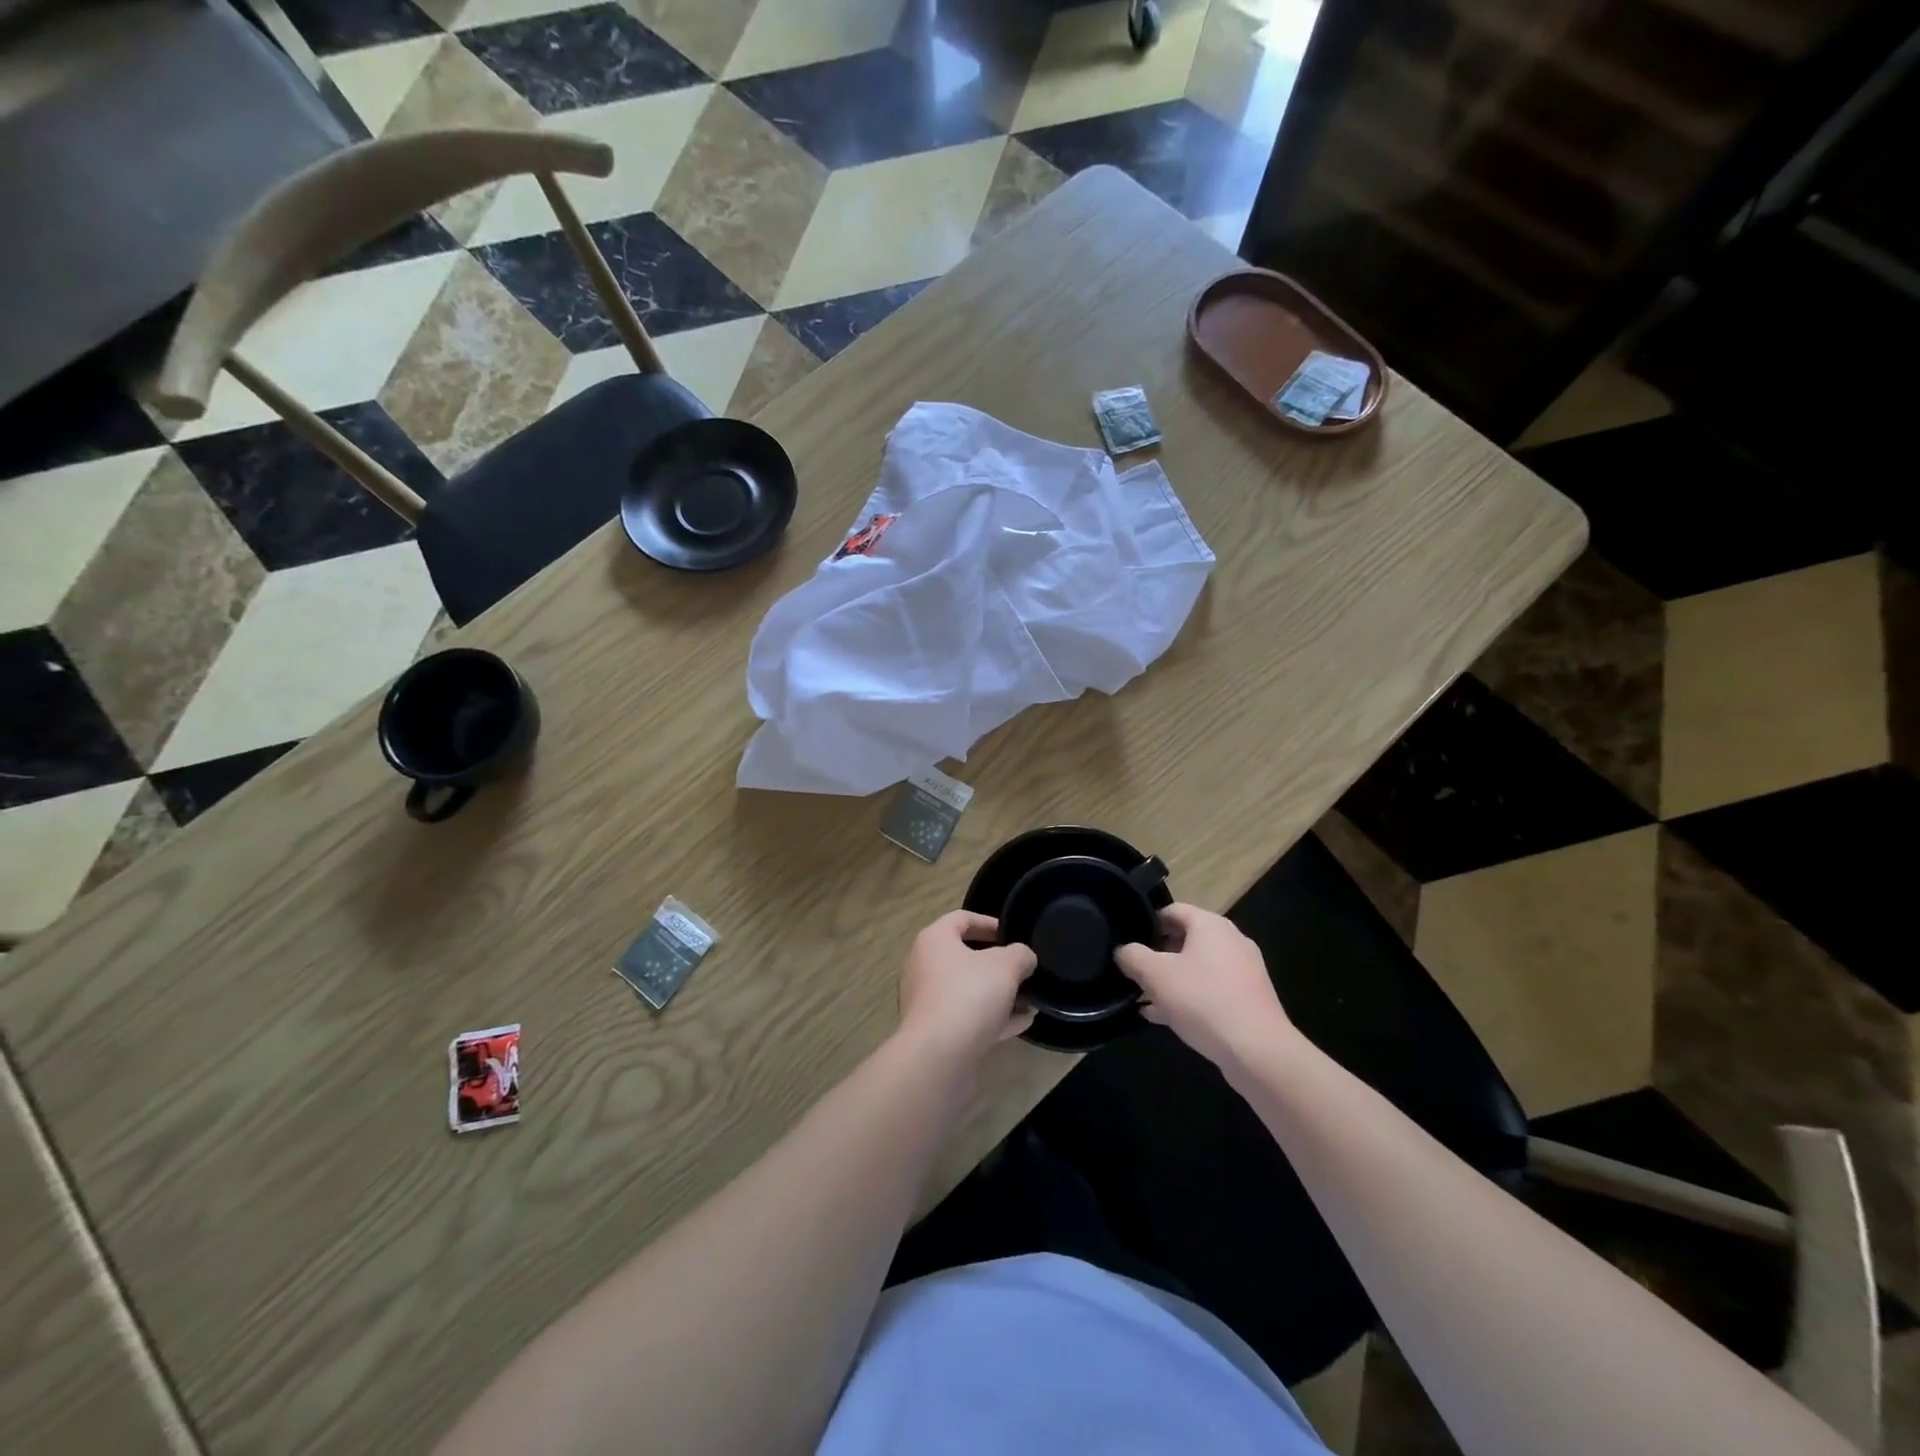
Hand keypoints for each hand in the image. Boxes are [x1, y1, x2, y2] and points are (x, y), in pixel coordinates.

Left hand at [897, 911, 1037, 1062]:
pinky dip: (992, 1017)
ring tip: (1029, 999)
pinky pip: (967, 1017)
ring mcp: (926, 1001)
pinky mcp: (934, 1032)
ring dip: (998, 993)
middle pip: (964, 956)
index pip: (961, 918)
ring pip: (967, 990)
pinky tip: (1022, 1023)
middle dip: (998, 964)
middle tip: (1023, 969)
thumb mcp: (1006, 966)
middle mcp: (924, 966)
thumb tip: (1024, 957)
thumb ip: (1020, 955)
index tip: (1012, 933)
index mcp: (934, 940)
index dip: (989, 922)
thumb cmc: (969, 995)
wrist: (938, 1056)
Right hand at [1115, 904, 1294, 1071]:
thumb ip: (1133, 957)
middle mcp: (1231, 941)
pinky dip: (1189, 998)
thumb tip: (1123, 950)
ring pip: (1197, 967)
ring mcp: (1243, 971)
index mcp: (1210, 925)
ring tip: (1145, 998)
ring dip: (1171, 980)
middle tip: (1134, 972)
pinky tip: (1166, 1018)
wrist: (1258, 1052)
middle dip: (1157, 955)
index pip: (1172, 910)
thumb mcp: (1156, 975)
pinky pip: (1211, 990)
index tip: (1128, 942)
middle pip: (1185, 938)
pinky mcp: (1249, 999)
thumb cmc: (1203, 1001)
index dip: (1147, 923)